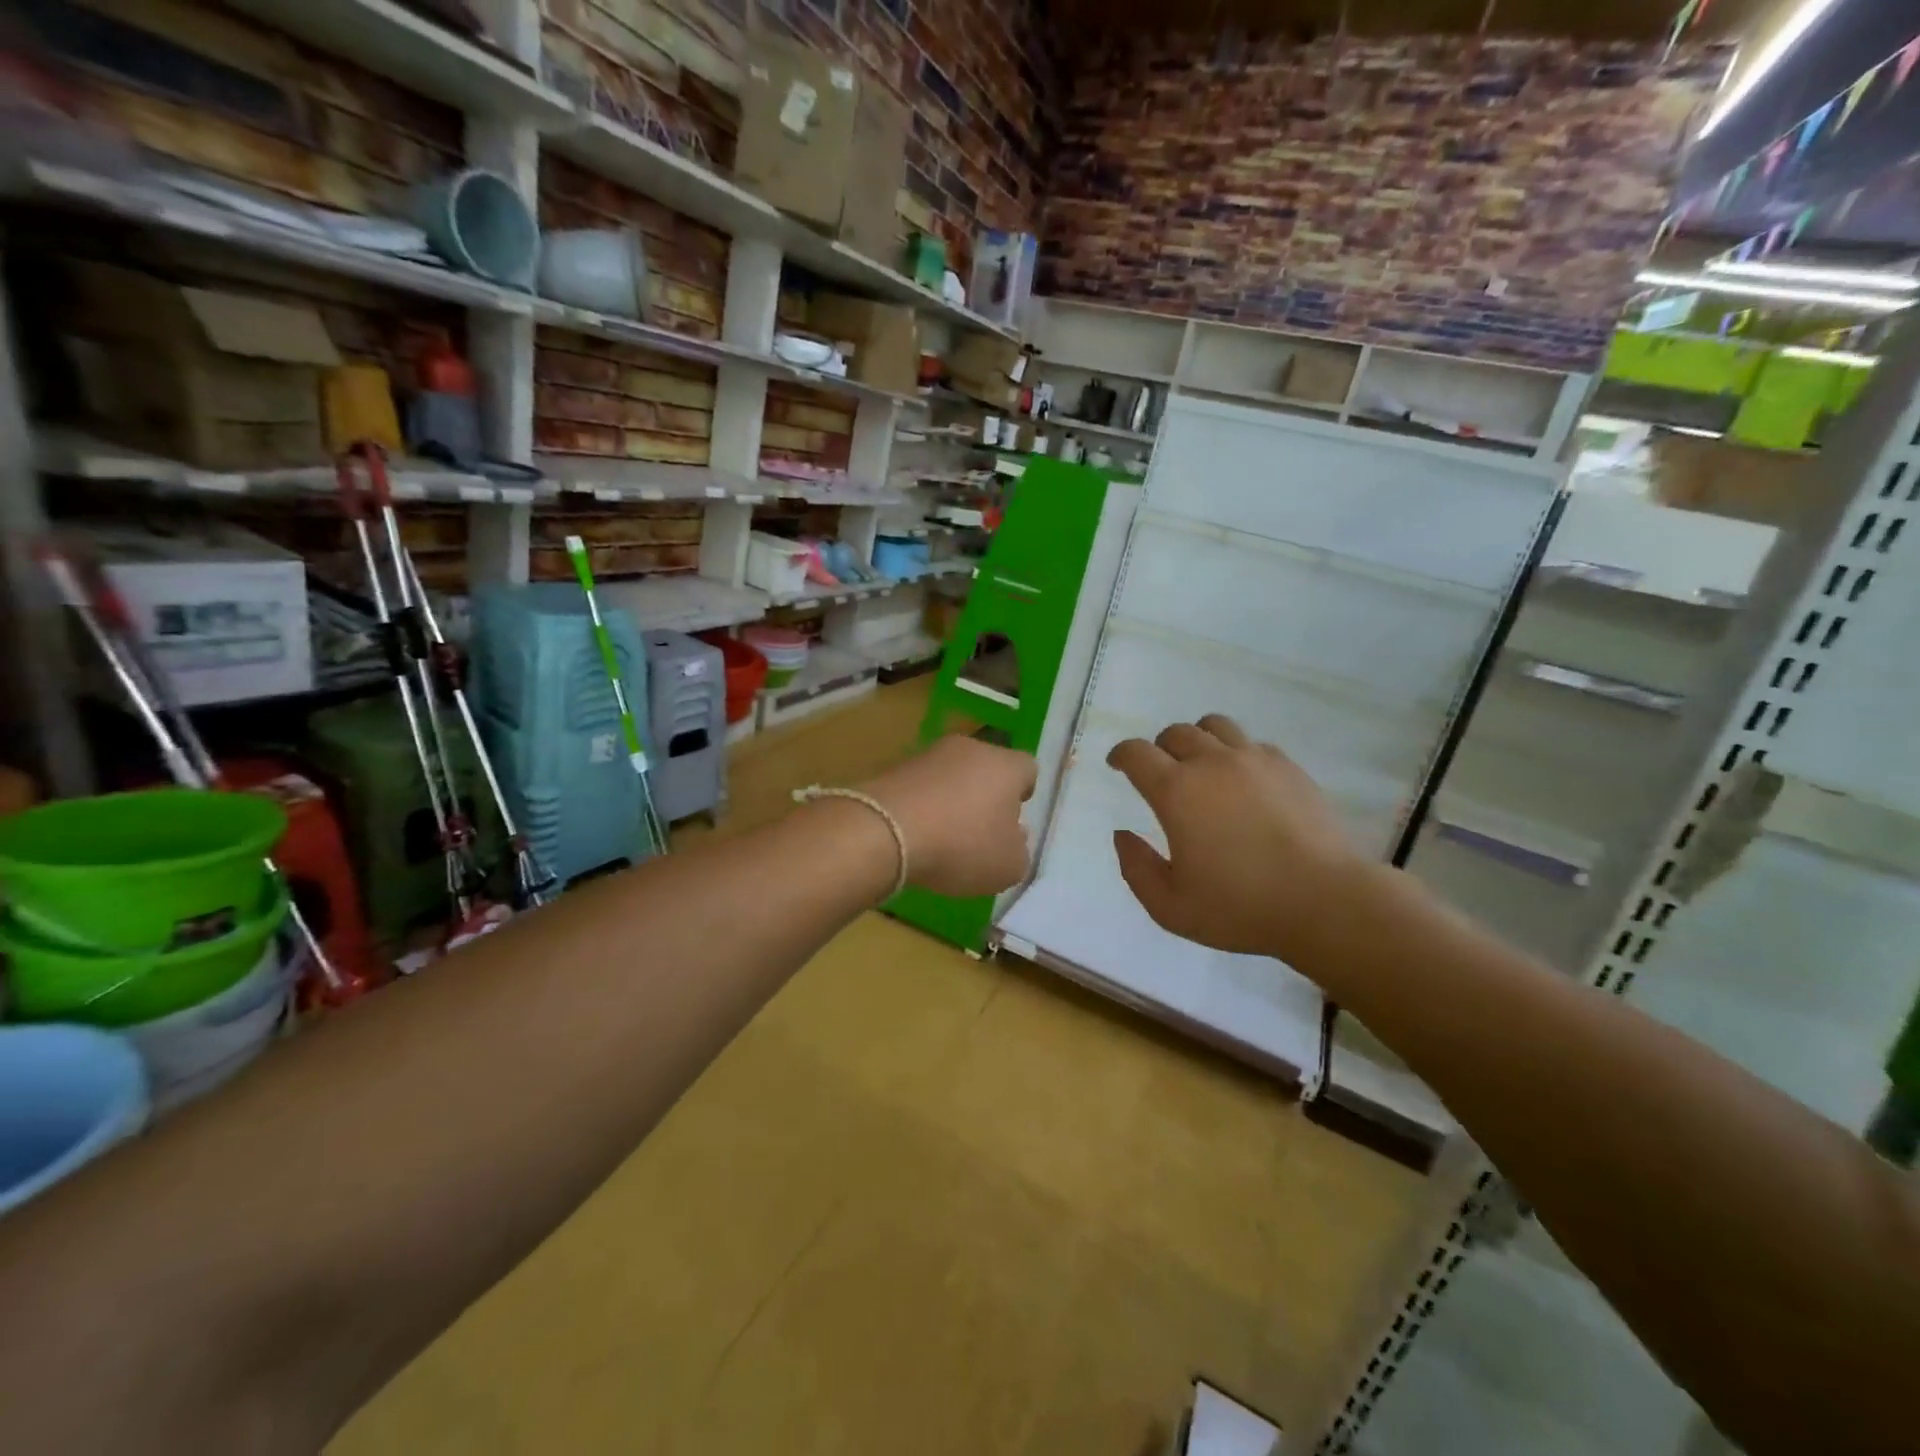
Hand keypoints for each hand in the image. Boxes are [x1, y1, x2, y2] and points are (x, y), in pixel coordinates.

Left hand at [860, 736, 1036, 896]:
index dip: (1024, 793)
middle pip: (987, 768)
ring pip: (951, 775)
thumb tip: (1014, 837)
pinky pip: (920, 786)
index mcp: (1006, 766)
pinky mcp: (894, 767)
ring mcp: (929, 754)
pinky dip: (922, 806)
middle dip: (986, 795)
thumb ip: (1019, 852)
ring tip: (944, 837)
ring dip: (952, 799)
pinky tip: (916, 835)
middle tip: (981, 830)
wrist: (884, 831)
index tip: (1014, 818)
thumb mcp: (1008, 867)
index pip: (1027, 769)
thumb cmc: (961, 846)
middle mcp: (970, 749)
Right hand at [1107, 715, 1372, 964]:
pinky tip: (1243, 781)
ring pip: (1215, 727)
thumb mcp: (1170, 906)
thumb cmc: (1240, 907)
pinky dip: (1236, 753)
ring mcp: (1255, 760)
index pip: (1137, 753)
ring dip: (1198, 741)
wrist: (1325, 902)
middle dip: (1159, 748)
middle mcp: (1212, 764)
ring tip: (1201, 766)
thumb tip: (1122, 835)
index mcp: (1177, 791)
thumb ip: (1136, 868)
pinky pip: (1252, 743)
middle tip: (1161, 773)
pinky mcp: (1289, 767)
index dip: (1121, 754)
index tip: (1117, 764)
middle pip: (1176, 733)